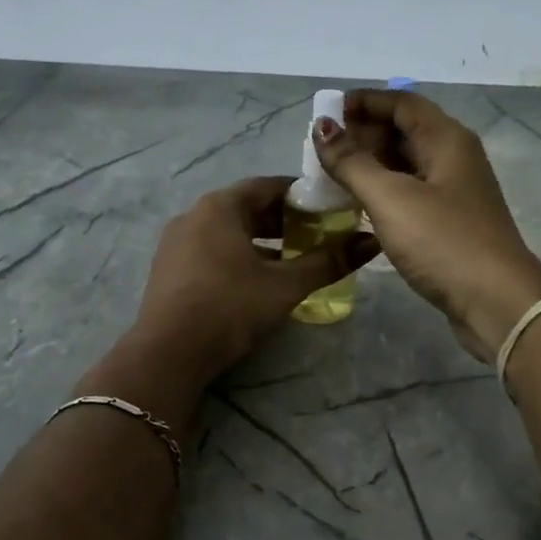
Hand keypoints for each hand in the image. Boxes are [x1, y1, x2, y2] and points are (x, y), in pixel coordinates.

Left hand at [127, 176, 379, 383]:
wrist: (168, 353)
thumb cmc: (230, 308)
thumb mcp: (285, 286)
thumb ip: (328, 262)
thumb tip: (372, 242)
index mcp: (220, 206)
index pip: (268, 186)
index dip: (302, 195)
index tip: (330, 210)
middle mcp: (193, 215)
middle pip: (246, 208)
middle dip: (283, 220)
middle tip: (317, 236)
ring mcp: (176, 242)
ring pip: (228, 232)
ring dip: (261, 242)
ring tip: (292, 260)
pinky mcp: (169, 269)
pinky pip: (211, 251)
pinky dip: (238, 257)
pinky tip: (256, 281)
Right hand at [315, 90, 540, 363]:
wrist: (495, 301)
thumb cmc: (443, 241)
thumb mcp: (391, 198)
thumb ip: (352, 162)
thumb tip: (322, 127)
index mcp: (446, 140)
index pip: (402, 102)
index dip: (364, 102)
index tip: (326, 112)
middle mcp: (454, 157)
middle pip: (405, 131)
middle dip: (363, 134)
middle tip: (322, 150)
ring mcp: (454, 191)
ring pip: (406, 164)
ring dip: (370, 164)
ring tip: (332, 176)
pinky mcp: (450, 222)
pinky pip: (410, 192)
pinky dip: (383, 191)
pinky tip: (358, 206)